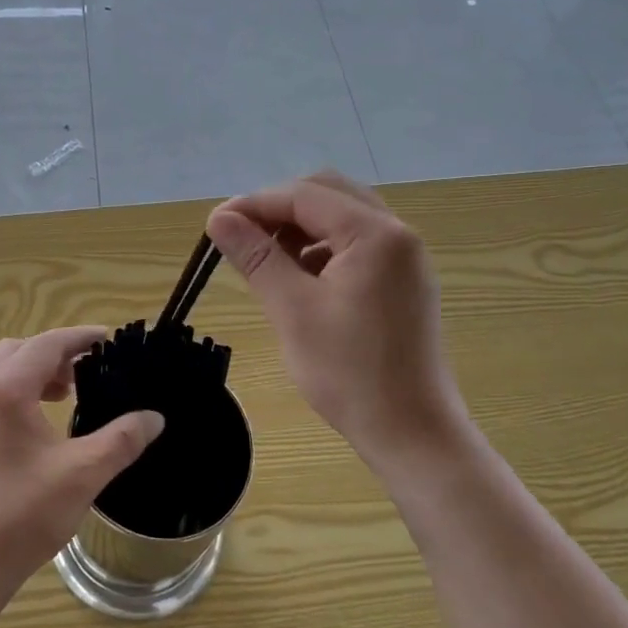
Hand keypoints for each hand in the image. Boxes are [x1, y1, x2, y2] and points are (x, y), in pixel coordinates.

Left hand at [0, 327, 164, 601]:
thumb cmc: (22, 514)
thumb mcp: (83, 474)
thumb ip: (122, 440)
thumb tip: (154, 418)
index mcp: (5, 391)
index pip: (46, 344)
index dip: (79, 338)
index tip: (109, 339)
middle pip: (17, 351)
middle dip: (54, 354)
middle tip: (85, 374)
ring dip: (33, 374)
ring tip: (64, 399)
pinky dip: (16, 395)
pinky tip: (37, 431)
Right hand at [206, 172, 465, 471]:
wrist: (412, 434)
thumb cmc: (350, 373)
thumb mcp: (292, 310)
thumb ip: (256, 256)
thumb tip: (218, 217)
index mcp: (375, 234)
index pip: (304, 196)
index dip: (254, 204)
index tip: (214, 225)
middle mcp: (397, 233)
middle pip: (327, 193)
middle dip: (279, 208)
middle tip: (241, 236)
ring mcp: (404, 257)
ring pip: (341, 217)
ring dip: (299, 227)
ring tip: (265, 259)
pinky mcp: (402, 281)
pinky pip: (355, 243)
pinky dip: (320, 248)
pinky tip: (298, 278)